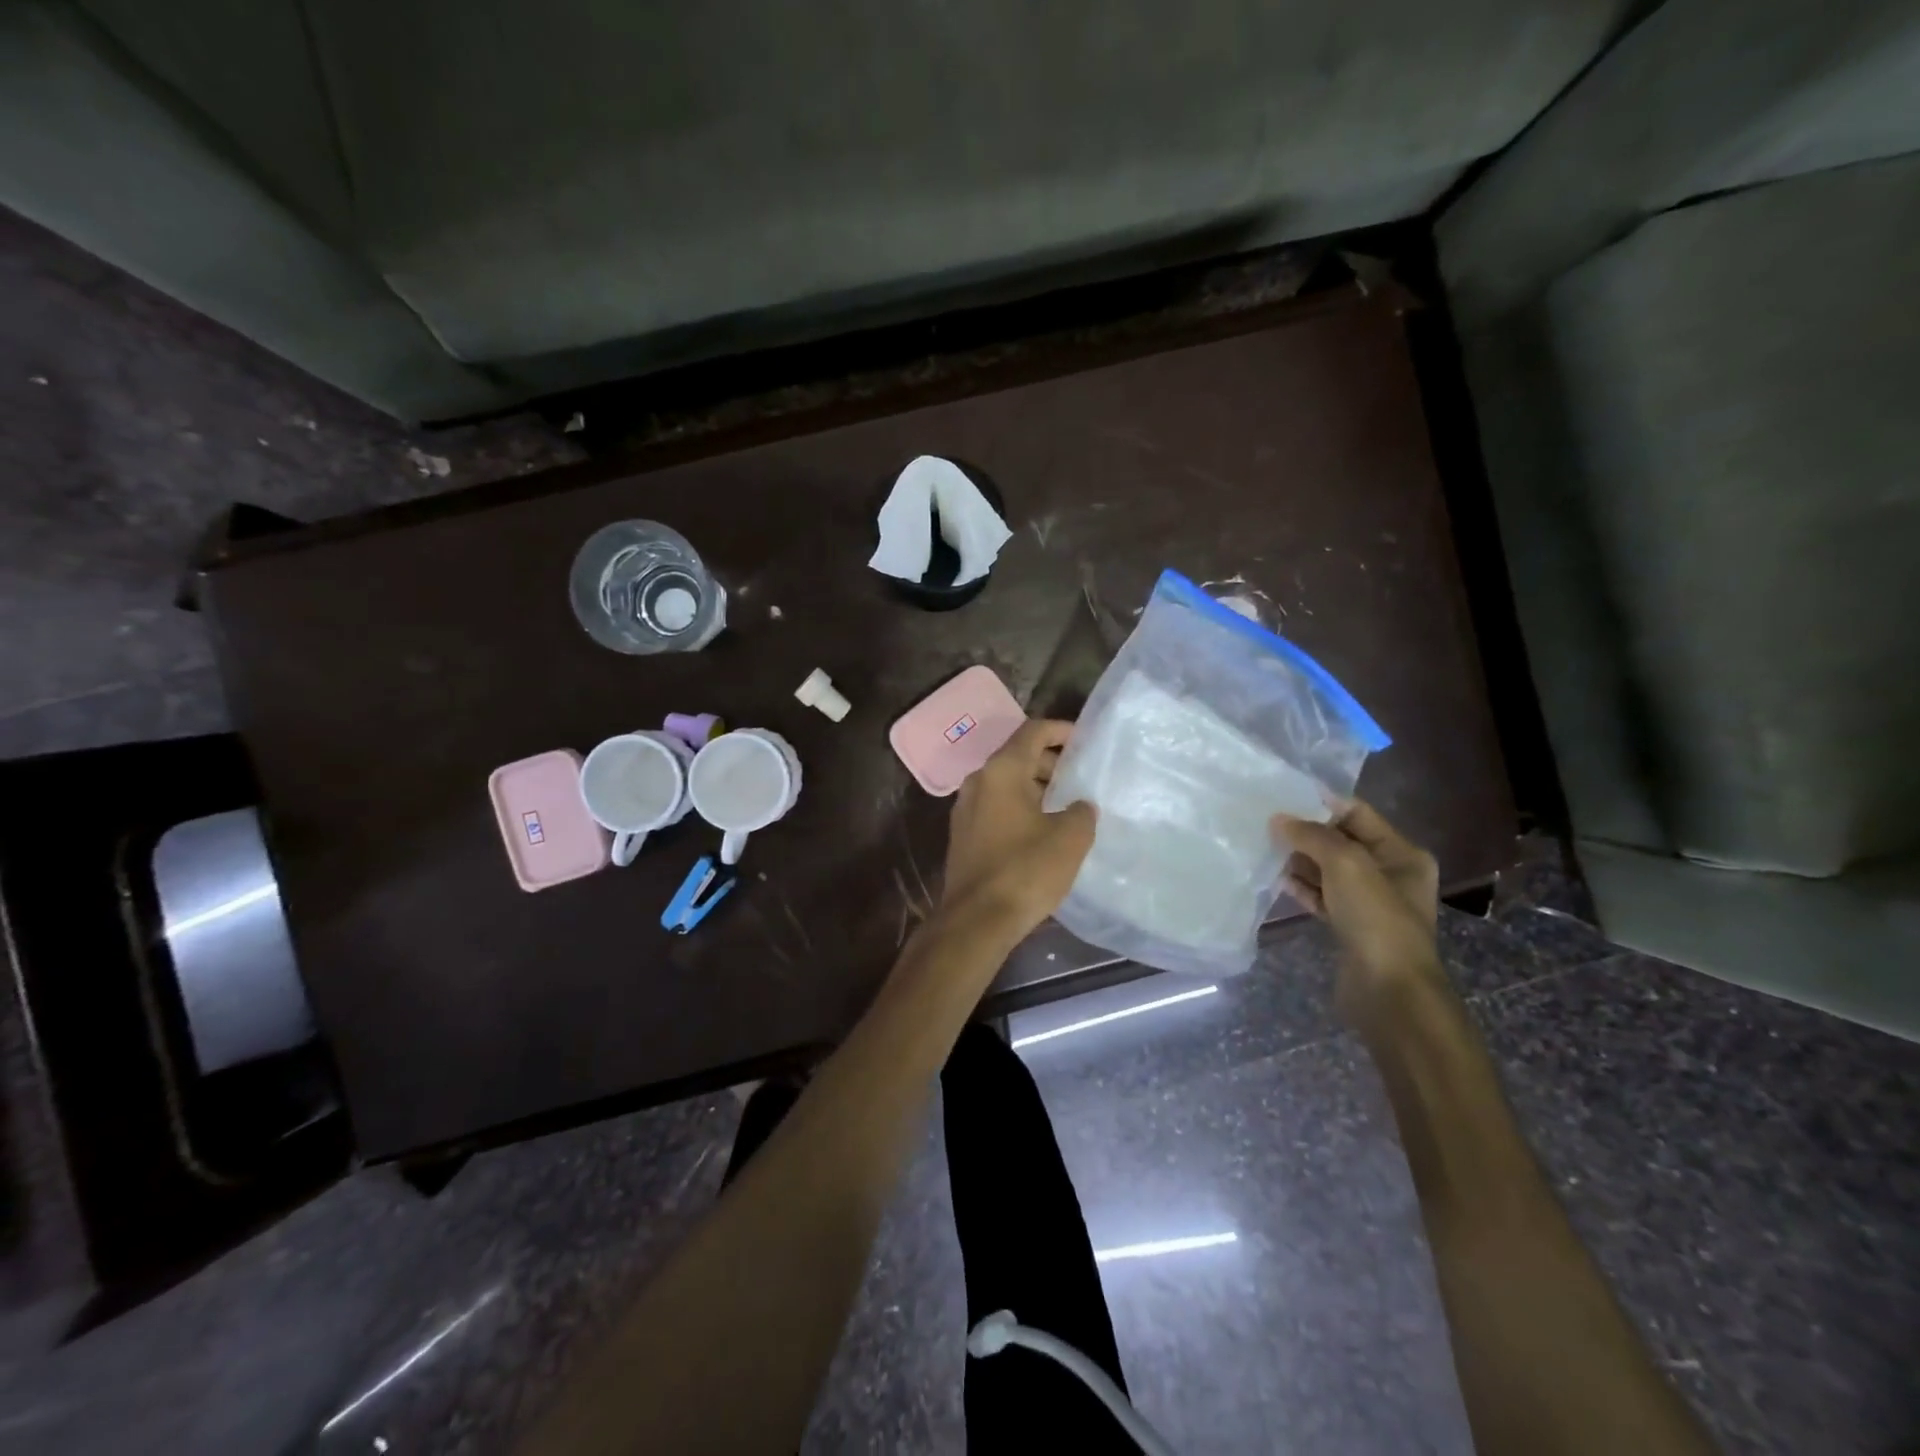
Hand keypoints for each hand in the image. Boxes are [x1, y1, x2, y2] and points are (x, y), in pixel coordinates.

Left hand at [939, 718, 1096, 941]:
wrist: (976, 920)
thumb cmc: (1025, 870)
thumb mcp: (1070, 838)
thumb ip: (1080, 812)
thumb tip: (1078, 806)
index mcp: (1001, 771)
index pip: (1032, 731)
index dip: (1060, 730)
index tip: (1084, 740)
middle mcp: (978, 781)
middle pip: (1017, 756)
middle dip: (1050, 763)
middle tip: (1080, 778)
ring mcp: (965, 809)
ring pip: (1006, 784)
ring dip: (1035, 788)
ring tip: (1066, 805)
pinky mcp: (963, 835)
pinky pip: (996, 807)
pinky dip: (1020, 807)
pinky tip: (1042, 830)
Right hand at [1273, 799, 1443, 1027]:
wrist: (1388, 989)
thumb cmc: (1375, 917)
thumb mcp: (1346, 863)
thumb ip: (1312, 835)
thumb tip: (1279, 819)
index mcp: (1402, 854)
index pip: (1357, 814)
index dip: (1322, 803)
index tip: (1283, 797)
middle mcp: (1389, 874)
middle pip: (1341, 841)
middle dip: (1306, 832)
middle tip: (1266, 822)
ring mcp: (1369, 902)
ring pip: (1328, 870)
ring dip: (1299, 859)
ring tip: (1264, 846)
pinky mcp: (1350, 926)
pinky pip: (1322, 896)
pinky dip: (1301, 886)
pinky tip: (1275, 878)